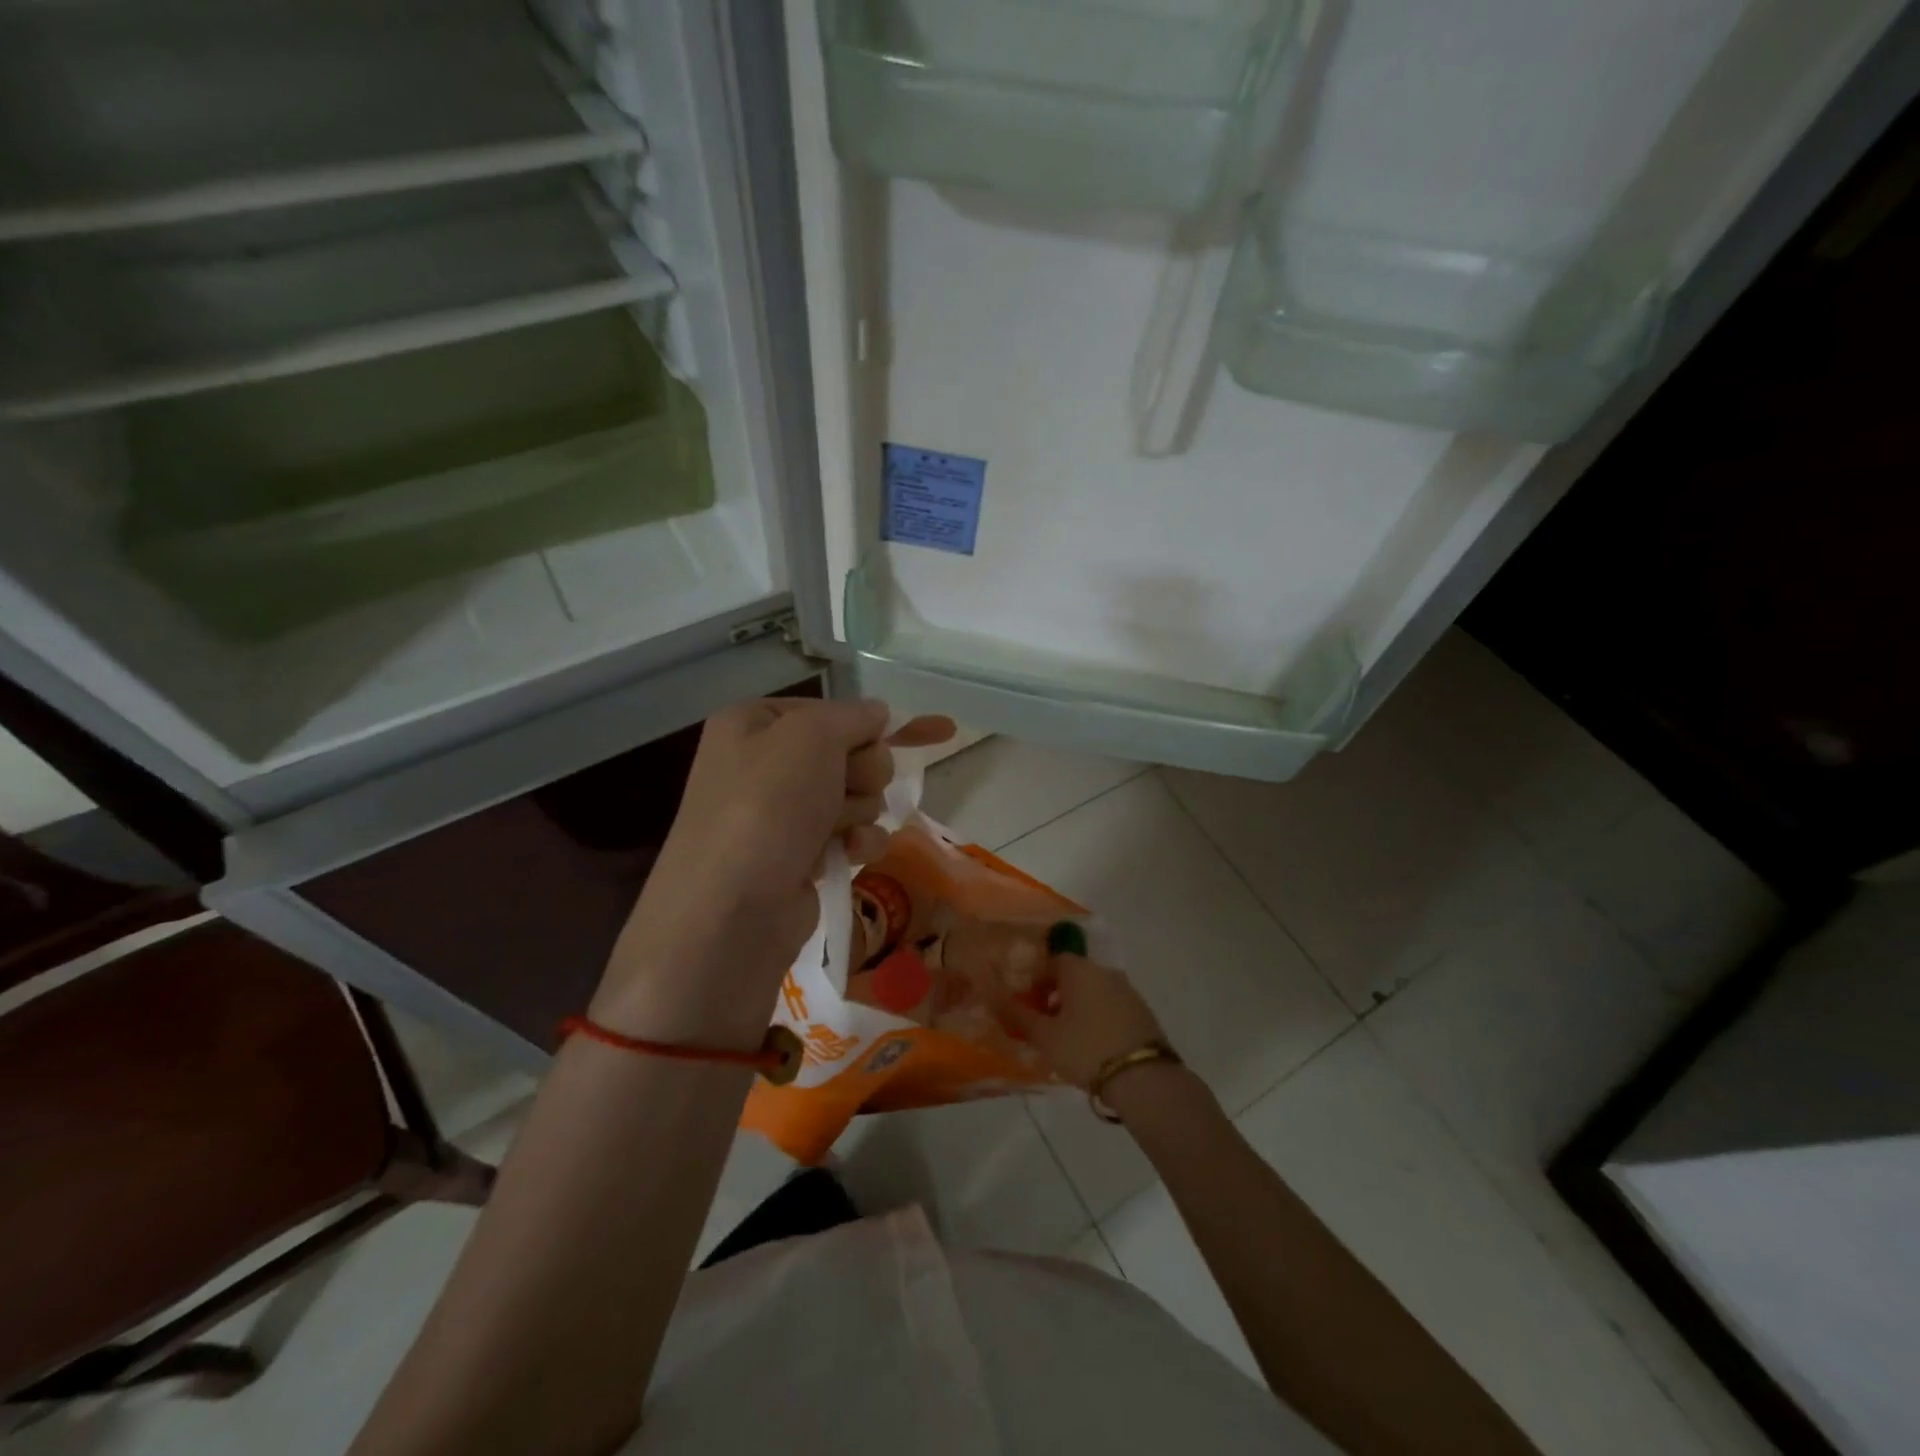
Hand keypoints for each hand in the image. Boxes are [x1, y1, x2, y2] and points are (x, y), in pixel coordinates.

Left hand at [591, 698, 953, 1043]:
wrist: (731, 911)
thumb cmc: (768, 806)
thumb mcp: (812, 736)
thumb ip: (853, 715)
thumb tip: (878, 713)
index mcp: (754, 724)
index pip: (832, 711)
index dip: (872, 724)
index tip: (925, 731)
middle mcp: (764, 764)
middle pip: (849, 752)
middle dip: (862, 771)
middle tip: (848, 786)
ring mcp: (782, 814)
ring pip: (856, 794)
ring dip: (860, 809)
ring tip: (837, 828)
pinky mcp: (800, 856)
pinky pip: (850, 833)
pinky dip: (858, 841)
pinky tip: (850, 852)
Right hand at [1001, 953, 1167, 1090]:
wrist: (1143, 1077)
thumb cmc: (1086, 1048)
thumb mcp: (1044, 1036)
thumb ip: (1018, 1016)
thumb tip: (994, 998)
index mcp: (1079, 969)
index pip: (1050, 961)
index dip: (1034, 982)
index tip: (1026, 1007)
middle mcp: (1104, 971)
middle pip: (1072, 976)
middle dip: (1054, 996)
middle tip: (1042, 1026)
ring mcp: (1127, 990)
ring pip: (1092, 992)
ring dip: (1076, 1008)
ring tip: (1066, 1040)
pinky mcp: (1142, 1012)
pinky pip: (1110, 1007)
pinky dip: (1097, 1019)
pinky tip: (1092, 1047)